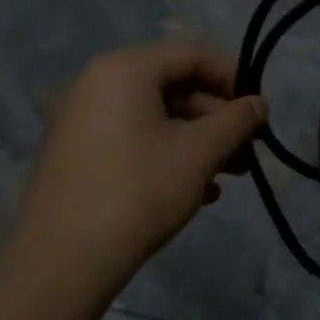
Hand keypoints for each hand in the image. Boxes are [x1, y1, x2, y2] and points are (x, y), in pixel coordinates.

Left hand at [12, 41, 266, 288]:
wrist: (60, 264)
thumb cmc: (138, 191)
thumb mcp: (200, 153)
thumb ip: (236, 121)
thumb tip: (259, 104)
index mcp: (125, 68)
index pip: (192, 55)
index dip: (233, 78)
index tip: (257, 112)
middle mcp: (98, 83)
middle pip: (174, 86)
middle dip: (216, 119)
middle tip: (247, 151)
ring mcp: (82, 120)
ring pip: (155, 117)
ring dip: (197, 141)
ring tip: (228, 177)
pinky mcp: (76, 154)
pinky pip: (132, 138)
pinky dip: (167, 155)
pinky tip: (196, 192)